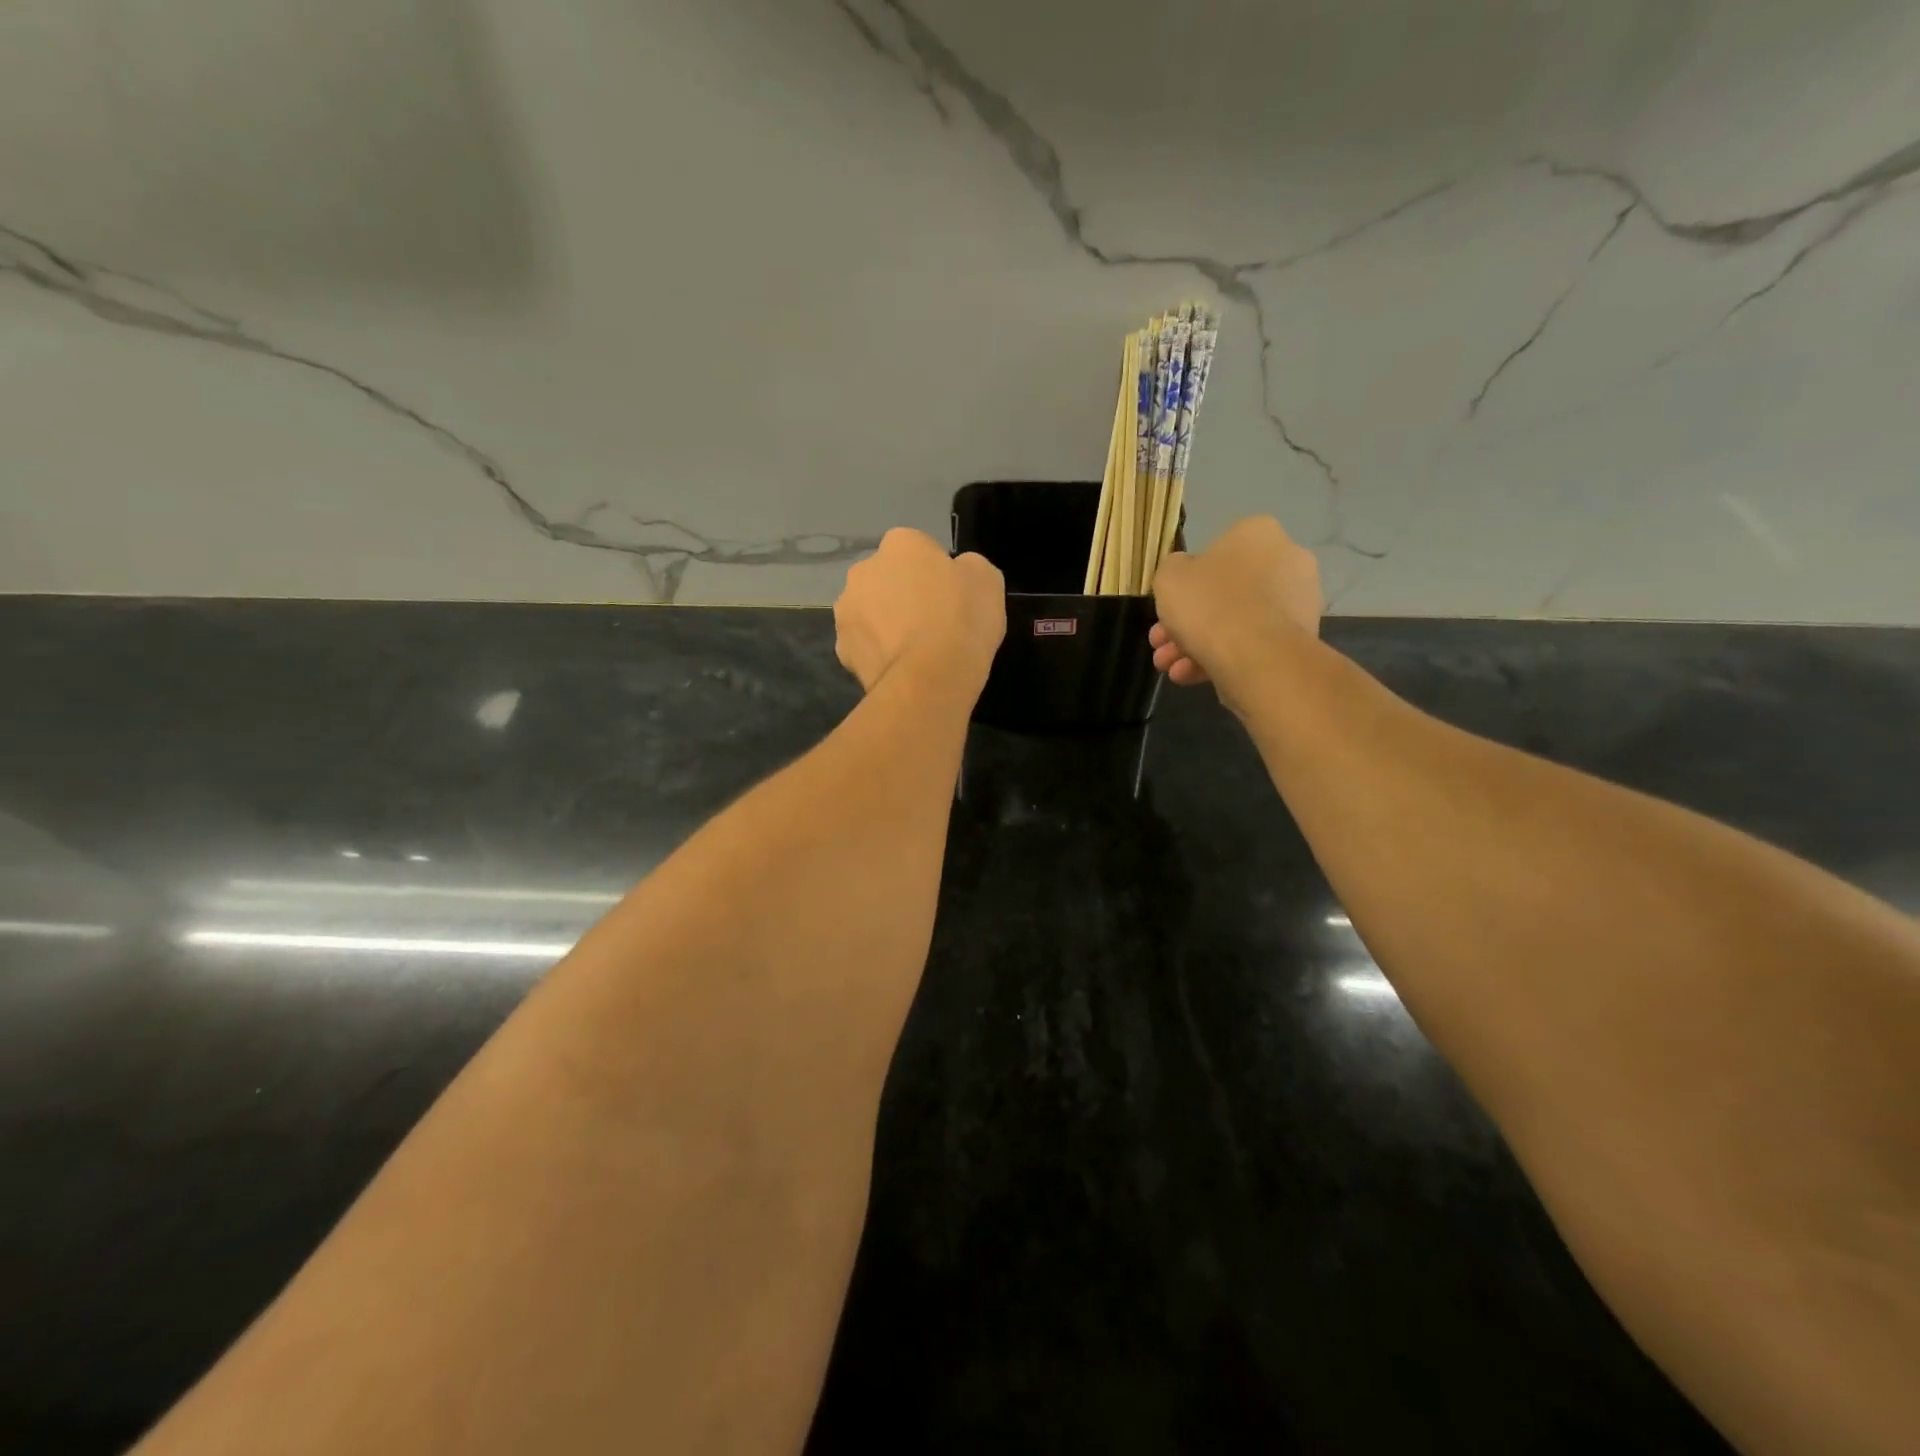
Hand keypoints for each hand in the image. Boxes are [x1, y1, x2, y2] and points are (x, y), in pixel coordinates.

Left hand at [834, 528, 1005, 694]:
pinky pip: (863, 645)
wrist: (931, 677)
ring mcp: (847, 610)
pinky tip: (900, 667)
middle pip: (886, 578)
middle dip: (902, 594)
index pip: (918, 549)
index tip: (950, 597)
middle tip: (931, 623)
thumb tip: (956, 573)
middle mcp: (863, 569)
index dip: (935, 573)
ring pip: (869, 611)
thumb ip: (966, 568)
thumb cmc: (962, 619)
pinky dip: (877, 653)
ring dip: (885, 623)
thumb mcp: (986, 580)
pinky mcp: (842, 648)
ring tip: (914, 650)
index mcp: (900, 543)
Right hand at [1150, 516, 1321, 708]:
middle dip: (1187, 622)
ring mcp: (1298, 602)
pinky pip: (1252, 643)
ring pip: (1236, 622)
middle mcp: (1287, 560)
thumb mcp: (1169, 577)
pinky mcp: (1300, 638)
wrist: (1256, 656)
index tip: (1168, 607)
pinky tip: (1190, 677)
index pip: (1215, 552)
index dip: (1185, 583)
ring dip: (1197, 645)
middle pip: (1224, 593)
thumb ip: (1173, 570)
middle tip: (1161, 645)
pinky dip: (1222, 658)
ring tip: (1171, 669)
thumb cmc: (1209, 604)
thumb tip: (1185, 575)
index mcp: (1258, 533)